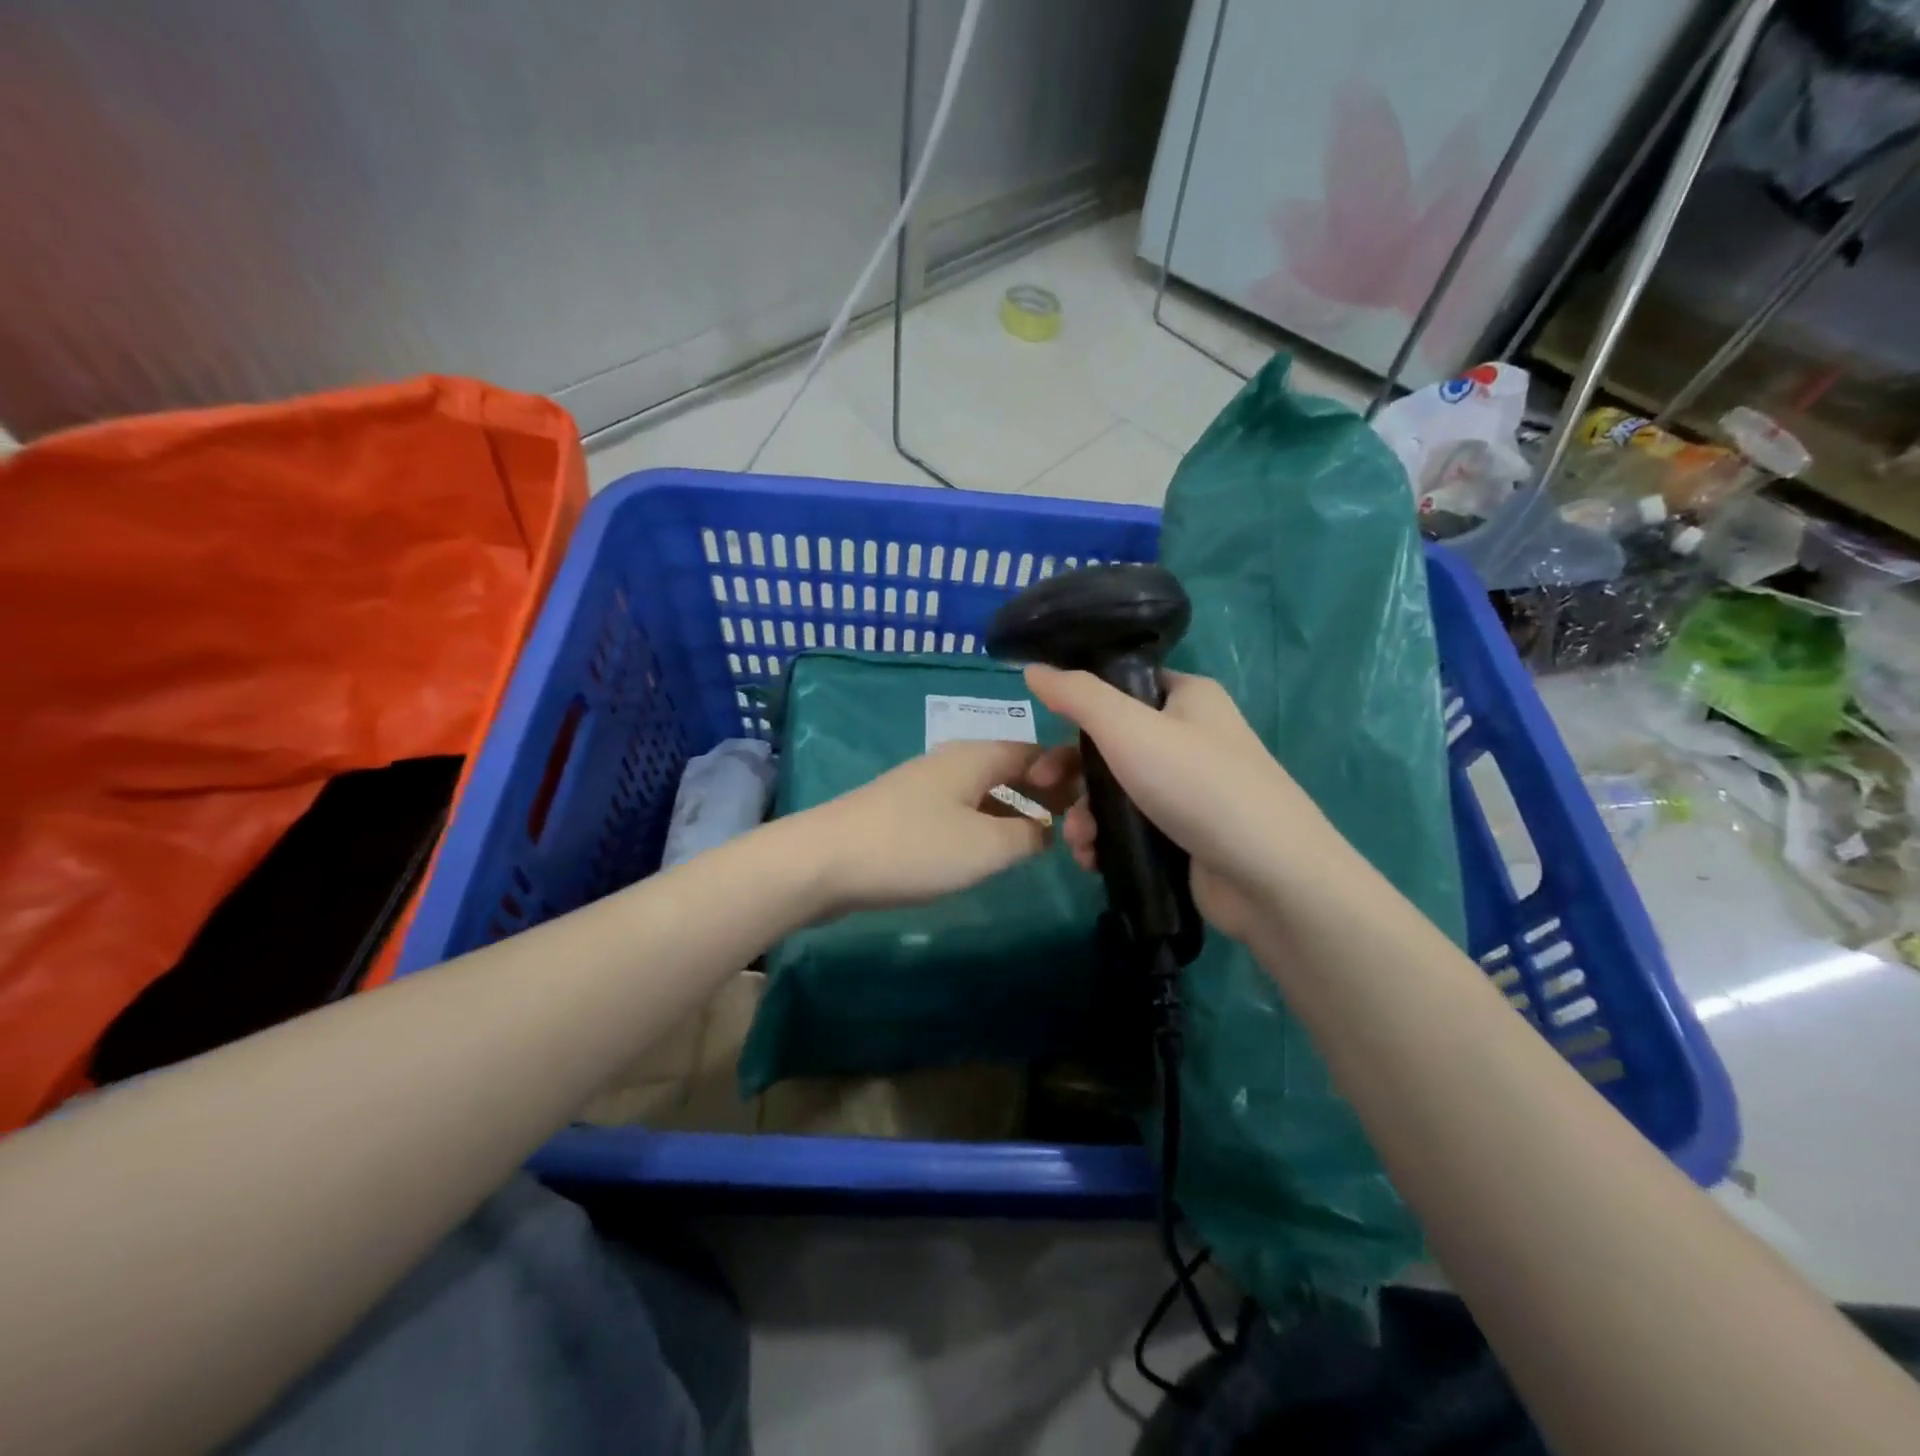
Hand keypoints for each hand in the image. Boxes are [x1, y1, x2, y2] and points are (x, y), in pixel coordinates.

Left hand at [799, 739, 1063, 915]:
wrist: (824, 862)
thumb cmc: (913, 847)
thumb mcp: (985, 846)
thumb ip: (1026, 837)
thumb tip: (1045, 830)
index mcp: (976, 756)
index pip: (1035, 750)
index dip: (1067, 770)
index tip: (1095, 798)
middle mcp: (952, 761)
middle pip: (1010, 768)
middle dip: (1043, 790)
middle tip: (1075, 822)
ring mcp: (924, 786)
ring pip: (984, 790)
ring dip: (1013, 810)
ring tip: (1040, 839)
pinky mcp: (904, 813)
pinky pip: (960, 810)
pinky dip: (984, 823)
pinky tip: (989, 849)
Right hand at [1024, 665, 1336, 941]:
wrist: (1270, 878)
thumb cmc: (1198, 786)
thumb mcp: (1128, 729)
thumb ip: (1077, 696)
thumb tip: (1033, 668)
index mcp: (1187, 697)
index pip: (1122, 686)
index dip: (1079, 705)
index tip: (1044, 731)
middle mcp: (1190, 737)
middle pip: (1111, 744)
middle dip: (1073, 774)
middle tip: (1042, 790)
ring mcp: (1189, 789)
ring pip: (1116, 791)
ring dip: (1085, 815)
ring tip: (1079, 842)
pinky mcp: (1186, 834)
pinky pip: (1132, 827)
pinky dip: (1108, 840)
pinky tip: (1093, 860)